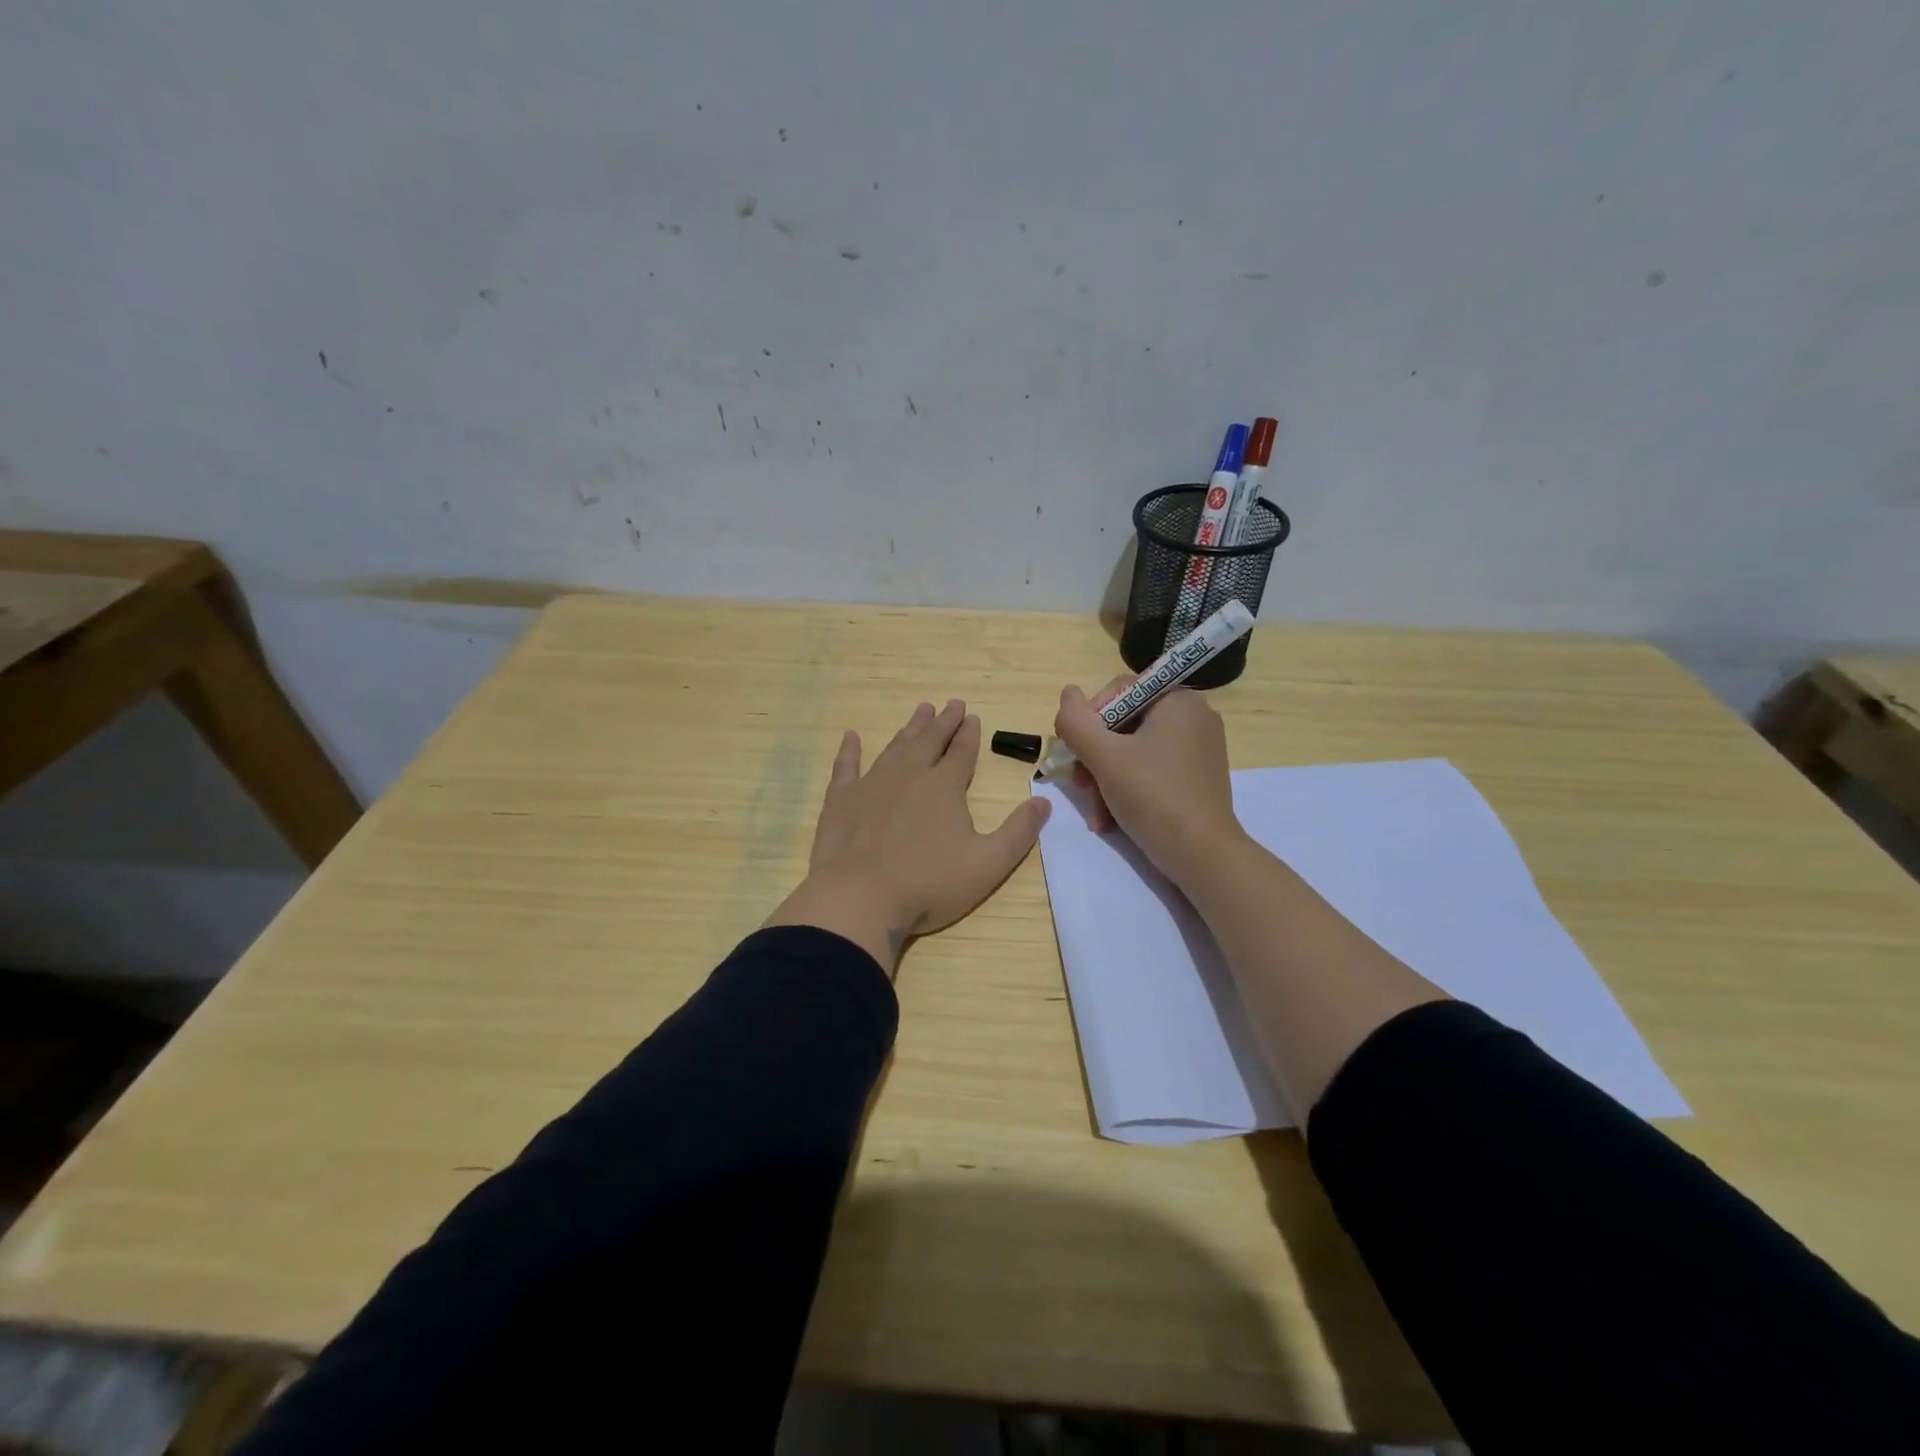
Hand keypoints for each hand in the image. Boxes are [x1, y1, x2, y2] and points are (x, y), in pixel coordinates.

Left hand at [765, 699, 1051, 973]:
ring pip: (895, 747)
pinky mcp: (841, 799)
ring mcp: (872, 784)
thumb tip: (1044, 803)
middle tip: (952, 703)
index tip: (973, 717)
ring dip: (910, 729)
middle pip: (930, 741)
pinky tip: (851, 737)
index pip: (962, 752)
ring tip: (920, 711)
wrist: (860, 897)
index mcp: (945, 787)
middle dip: (944, 722)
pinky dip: (849, 750)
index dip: (970, 735)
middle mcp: (909, 774)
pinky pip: (846, 766)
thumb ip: (1018, 832)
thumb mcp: (988, 864)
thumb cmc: (929, 883)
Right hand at [1053, 677, 1245, 888]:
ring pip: (1132, 752)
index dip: (1089, 720)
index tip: (1075, 753)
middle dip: (1095, 759)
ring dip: (1105, 780)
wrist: (1202, 855)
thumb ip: (1077, 722)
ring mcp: (1197, 749)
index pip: (1118, 692)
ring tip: (1096, 813)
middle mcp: (1193, 717)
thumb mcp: (1105, 757)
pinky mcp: (1196, 778)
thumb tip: (1067, 693)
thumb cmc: (1153, 796)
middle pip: (1123, 725)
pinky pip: (1151, 770)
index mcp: (1178, 700)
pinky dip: (1127, 789)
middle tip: (1081, 787)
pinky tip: (1112, 818)